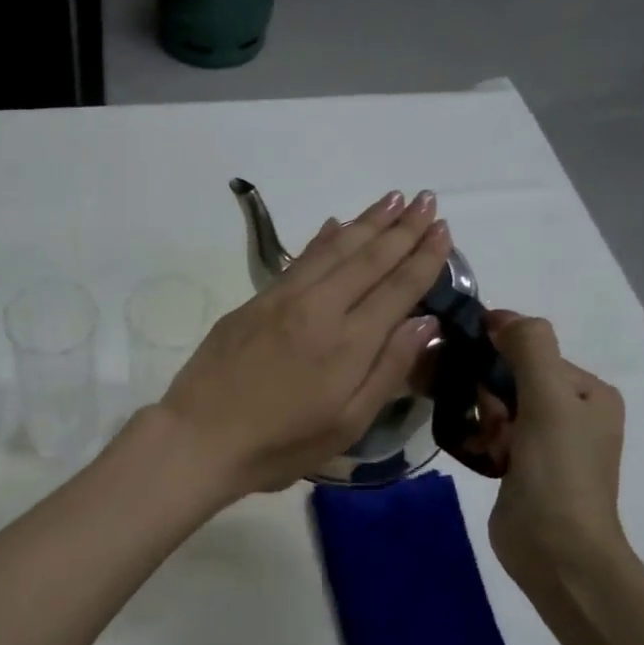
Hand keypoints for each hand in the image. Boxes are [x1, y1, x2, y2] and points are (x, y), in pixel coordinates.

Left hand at [156, 189, 453, 498]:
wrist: (199, 438)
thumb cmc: (279, 445)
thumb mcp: (346, 425)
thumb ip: (388, 370)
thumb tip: (426, 321)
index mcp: (348, 343)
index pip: (397, 289)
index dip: (424, 258)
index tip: (444, 230)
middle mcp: (319, 309)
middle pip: (367, 259)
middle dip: (401, 228)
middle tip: (427, 200)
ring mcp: (281, 301)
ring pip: (332, 250)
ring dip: (366, 222)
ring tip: (393, 199)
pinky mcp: (253, 303)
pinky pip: (298, 260)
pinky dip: (322, 240)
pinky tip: (335, 225)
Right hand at [463, 313, 628, 589]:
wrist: (556, 550)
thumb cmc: (557, 471)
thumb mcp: (548, 400)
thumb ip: (529, 349)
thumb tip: (500, 316)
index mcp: (589, 392)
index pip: (532, 352)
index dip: (497, 357)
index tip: (466, 368)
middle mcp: (572, 412)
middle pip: (512, 378)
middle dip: (487, 393)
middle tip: (483, 420)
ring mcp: (547, 442)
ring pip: (498, 407)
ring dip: (480, 417)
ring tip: (479, 440)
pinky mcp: (523, 467)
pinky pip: (492, 435)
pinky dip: (478, 438)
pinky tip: (474, 452)